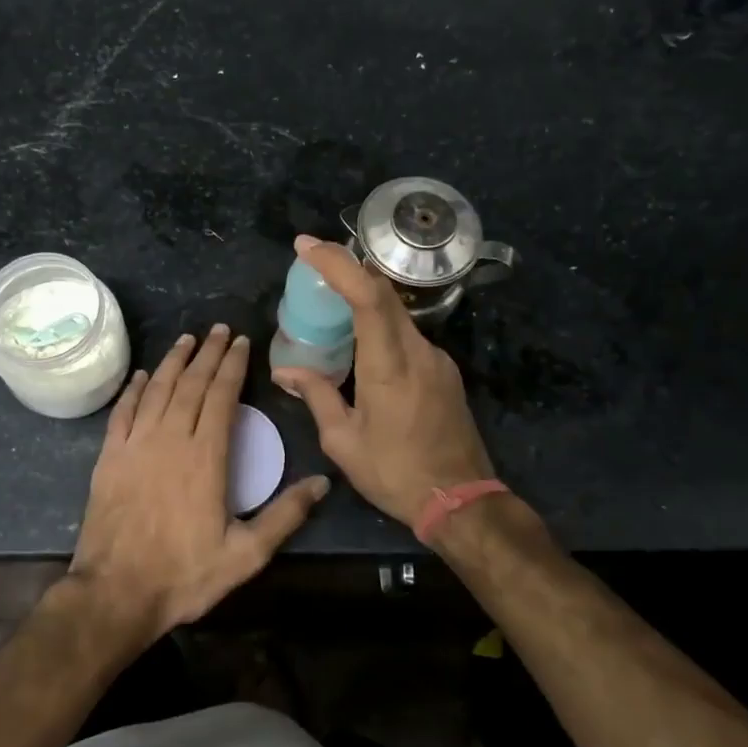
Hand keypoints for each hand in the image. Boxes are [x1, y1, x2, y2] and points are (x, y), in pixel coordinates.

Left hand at [68, 325, 329, 643]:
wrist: (115, 593)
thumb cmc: (184, 574)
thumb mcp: (245, 554)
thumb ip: (285, 516)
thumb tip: (323, 482)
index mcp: (206, 456)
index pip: (222, 396)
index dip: (233, 366)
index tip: (241, 343)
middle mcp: (171, 439)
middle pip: (192, 384)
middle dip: (208, 353)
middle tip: (219, 329)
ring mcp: (136, 445)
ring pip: (158, 390)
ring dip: (174, 361)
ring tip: (187, 339)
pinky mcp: (109, 457)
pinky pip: (123, 412)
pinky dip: (134, 389)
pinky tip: (142, 375)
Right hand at [272, 235, 493, 535]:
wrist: (462, 501)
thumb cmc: (395, 473)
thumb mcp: (344, 441)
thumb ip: (316, 396)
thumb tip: (286, 372)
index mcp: (389, 365)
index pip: (367, 296)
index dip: (337, 264)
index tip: (306, 246)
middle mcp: (418, 352)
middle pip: (384, 294)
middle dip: (347, 269)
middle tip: (311, 262)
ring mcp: (437, 360)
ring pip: (397, 314)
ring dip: (364, 299)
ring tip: (329, 304)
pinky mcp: (444, 372)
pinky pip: (407, 335)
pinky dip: (380, 325)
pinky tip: (360, 344)